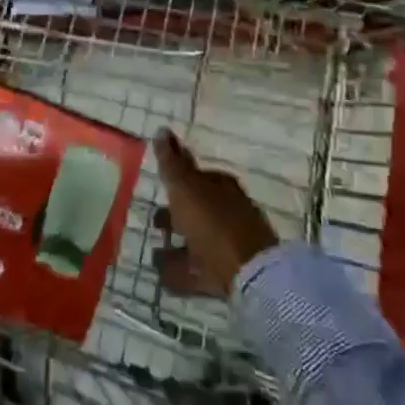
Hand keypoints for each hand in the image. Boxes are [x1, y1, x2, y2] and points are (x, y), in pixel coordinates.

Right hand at [152, 129, 279, 297]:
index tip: (159, 181)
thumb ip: (171, 162)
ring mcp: (230, 243)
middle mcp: (228, 210)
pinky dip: (181, 269)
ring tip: (154, 250)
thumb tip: (162, 130)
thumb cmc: (213, 222)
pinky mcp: (228, 273)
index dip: (177, 176)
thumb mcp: (186, 187)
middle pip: (197, 208)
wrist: (250, 274)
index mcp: (221, 186)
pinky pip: (198, 268)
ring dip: (177, 243)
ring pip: (197, 239)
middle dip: (175, 212)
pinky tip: (162, 274)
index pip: (196, 174)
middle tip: (154, 220)